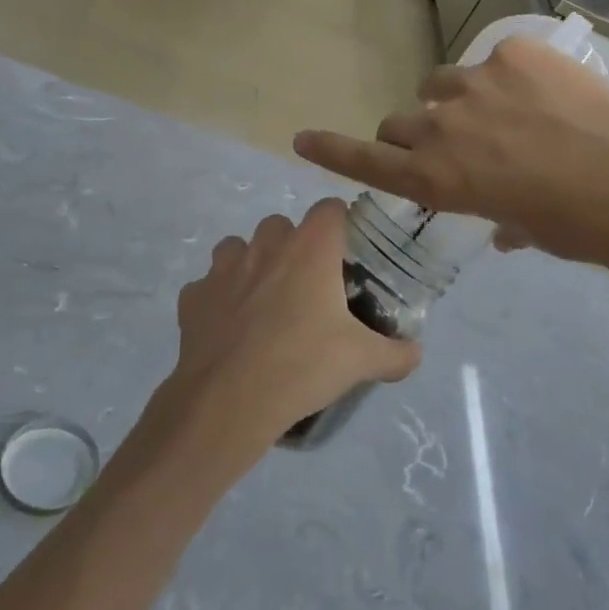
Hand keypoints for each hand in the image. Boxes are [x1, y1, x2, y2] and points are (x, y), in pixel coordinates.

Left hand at [140, 199, 420, 470]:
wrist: (229, 402)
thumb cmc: (303, 366)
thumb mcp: (362, 361)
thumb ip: (396, 353)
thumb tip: (415, 353)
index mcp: (311, 249)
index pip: (330, 208)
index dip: (340, 224)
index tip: (346, 252)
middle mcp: (266, 245)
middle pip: (282, 224)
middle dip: (294, 245)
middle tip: (308, 285)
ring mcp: (223, 268)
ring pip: (239, 246)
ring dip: (253, 263)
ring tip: (265, 300)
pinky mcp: (193, 296)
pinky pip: (209, 284)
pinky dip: (219, 297)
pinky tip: (230, 327)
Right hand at [293, 38, 608, 268]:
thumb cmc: (573, 226)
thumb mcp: (526, 230)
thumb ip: (502, 220)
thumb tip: (506, 227)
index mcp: (436, 180)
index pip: (366, 161)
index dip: (331, 150)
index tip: (302, 138)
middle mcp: (440, 128)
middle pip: (400, 122)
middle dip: (416, 135)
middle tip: (454, 143)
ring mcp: (474, 83)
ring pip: (441, 84)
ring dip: (457, 100)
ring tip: (503, 113)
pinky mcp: (512, 52)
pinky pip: (495, 60)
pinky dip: (509, 76)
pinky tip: (547, 92)